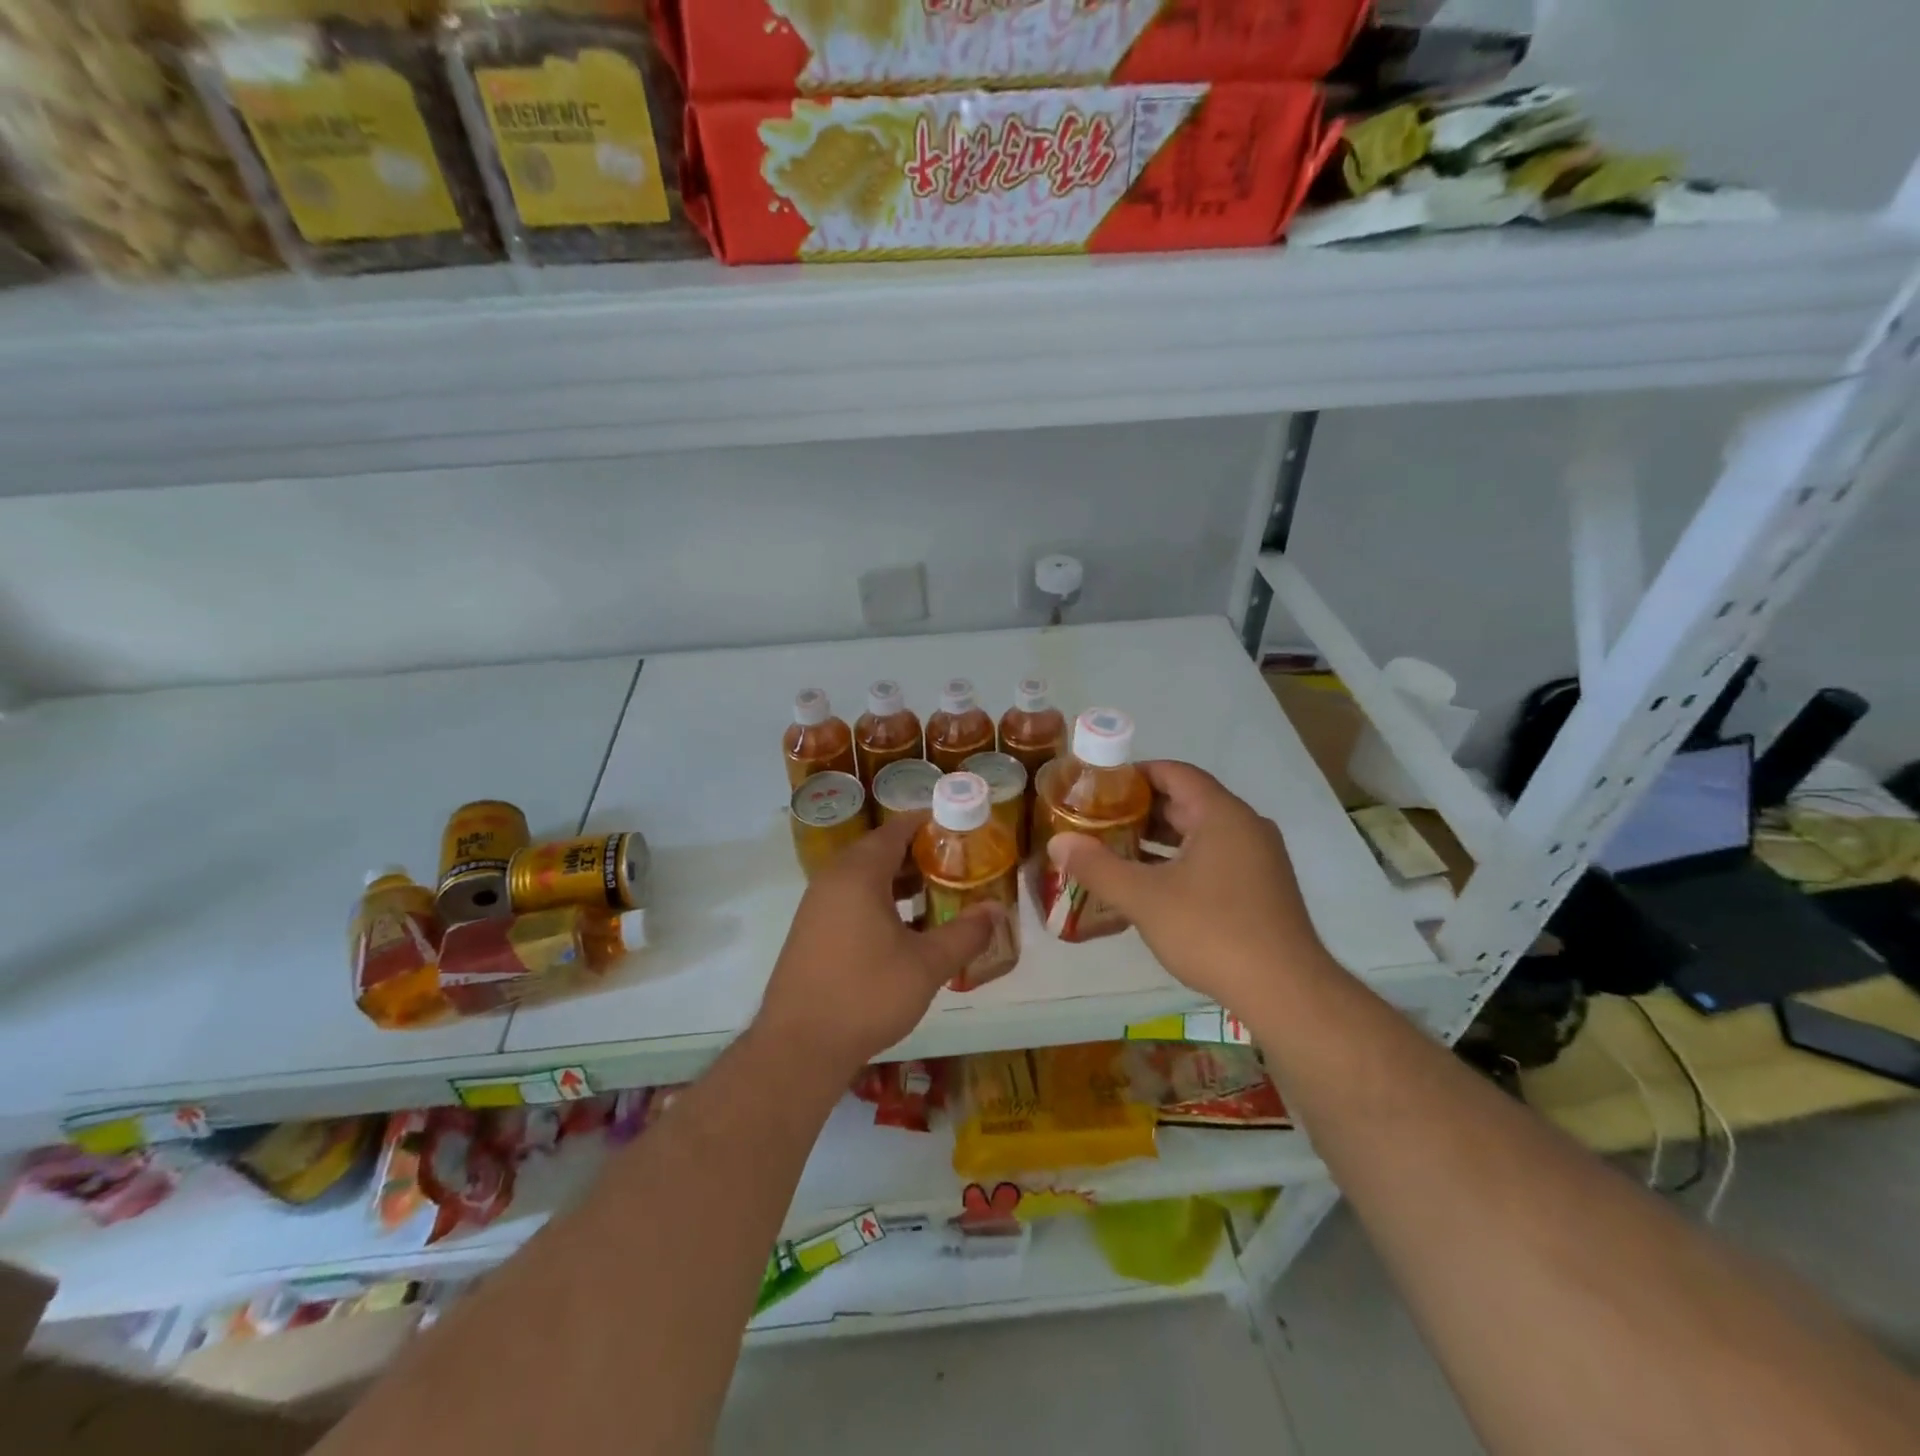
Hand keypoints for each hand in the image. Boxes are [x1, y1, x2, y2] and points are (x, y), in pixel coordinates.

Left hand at [756, 814, 1001, 1078]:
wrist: (798, 1047)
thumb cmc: (866, 995)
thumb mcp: (927, 965)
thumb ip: (965, 933)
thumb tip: (996, 909)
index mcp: (859, 873)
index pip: (897, 829)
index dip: (931, 824)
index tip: (963, 830)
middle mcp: (834, 879)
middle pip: (881, 850)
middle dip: (921, 854)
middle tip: (959, 865)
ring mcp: (818, 905)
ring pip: (866, 877)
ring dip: (901, 880)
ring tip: (940, 894)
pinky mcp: (812, 930)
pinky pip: (852, 898)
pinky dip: (881, 900)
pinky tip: (907, 929)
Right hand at [1046, 761, 1340, 1016]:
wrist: (1286, 992)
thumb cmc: (1212, 931)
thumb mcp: (1144, 898)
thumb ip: (1098, 867)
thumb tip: (1057, 842)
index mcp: (1222, 814)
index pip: (1174, 773)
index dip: (1133, 774)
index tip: (1097, 787)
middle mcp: (1245, 826)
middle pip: (1187, 801)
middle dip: (1141, 809)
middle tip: (1097, 820)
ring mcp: (1258, 858)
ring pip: (1200, 832)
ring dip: (1159, 838)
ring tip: (1115, 849)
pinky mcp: (1261, 887)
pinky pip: (1214, 857)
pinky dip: (1181, 860)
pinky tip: (1152, 884)